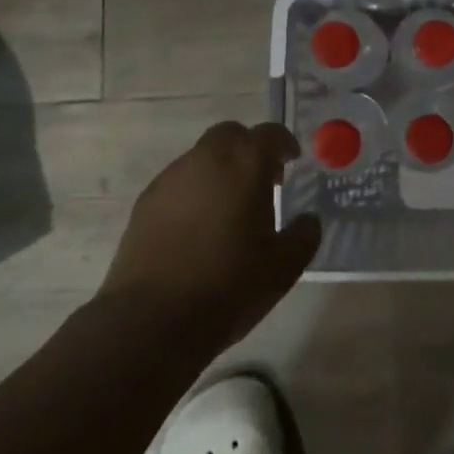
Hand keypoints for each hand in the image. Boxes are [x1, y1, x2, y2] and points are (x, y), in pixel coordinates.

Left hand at [99, 122, 319, 348]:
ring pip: (200, 158)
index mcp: (245, 164)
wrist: (152, 319)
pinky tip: (197, 229)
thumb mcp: (284, 266)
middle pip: (230, 135)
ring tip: (228, 209)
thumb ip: (304, 234)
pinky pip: (177, 184)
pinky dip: (193, 193)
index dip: (284, 144)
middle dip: (248, 149)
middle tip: (260, 180)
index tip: (292, 161)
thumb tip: (308, 220)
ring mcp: (170, 179)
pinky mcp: (145, 203)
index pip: (270, 134)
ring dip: (218, 171)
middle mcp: (206, 159)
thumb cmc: (229, 284)